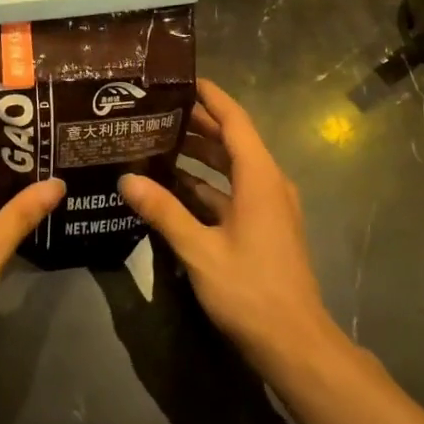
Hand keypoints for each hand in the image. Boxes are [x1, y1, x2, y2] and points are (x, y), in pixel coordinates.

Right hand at [118, 80, 344, 375]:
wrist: (296, 344)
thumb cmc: (250, 290)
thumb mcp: (200, 250)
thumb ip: (164, 212)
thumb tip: (127, 179)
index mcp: (259, 178)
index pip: (235, 121)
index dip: (211, 97)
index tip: (182, 79)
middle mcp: (268, 184)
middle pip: (232, 141)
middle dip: (197, 124)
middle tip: (156, 111)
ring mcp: (269, 208)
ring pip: (231, 169)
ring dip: (199, 156)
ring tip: (157, 142)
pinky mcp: (264, 228)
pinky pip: (232, 193)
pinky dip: (206, 185)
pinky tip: (173, 189)